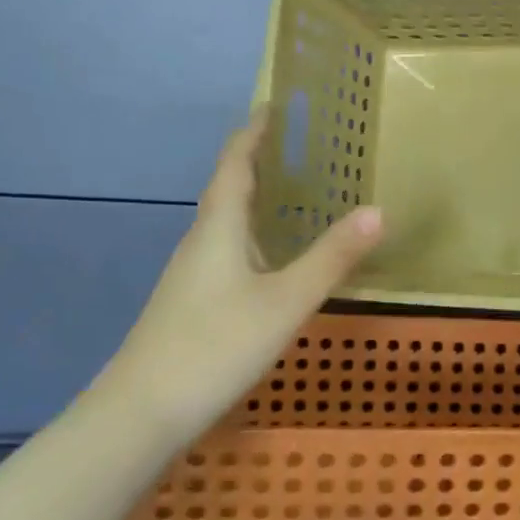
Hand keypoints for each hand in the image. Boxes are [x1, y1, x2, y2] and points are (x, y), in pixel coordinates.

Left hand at [95, 109, 383, 438]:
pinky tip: (277, 261)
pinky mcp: (193, 304)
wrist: (141, 414)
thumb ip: (332, 257)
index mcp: (219, 228)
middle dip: (261, 163)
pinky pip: (230, 252)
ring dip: (258, 201)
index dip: (254, 132)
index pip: (234, 163)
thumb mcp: (286, 301)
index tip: (275, 105)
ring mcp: (193, 276)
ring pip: (228, 224)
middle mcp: (201, 242)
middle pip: (229, 189)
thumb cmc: (215, 345)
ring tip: (299, 196)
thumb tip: (378, 211)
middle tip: (304, 149)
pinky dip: (256, 237)